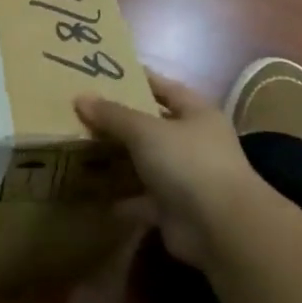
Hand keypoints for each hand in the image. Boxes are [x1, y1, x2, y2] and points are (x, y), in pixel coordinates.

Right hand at [75, 73, 260, 266]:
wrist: (220, 228)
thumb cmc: (188, 162)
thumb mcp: (145, 130)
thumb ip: (113, 115)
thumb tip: (81, 98)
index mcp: (197, 114)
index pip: (164, 88)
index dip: (138, 79)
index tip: (106, 73)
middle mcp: (194, 143)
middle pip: (152, 126)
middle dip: (120, 122)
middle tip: (82, 112)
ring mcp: (185, 178)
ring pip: (145, 163)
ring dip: (119, 161)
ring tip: (82, 150)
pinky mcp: (174, 210)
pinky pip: (141, 199)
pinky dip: (121, 198)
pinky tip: (93, 193)